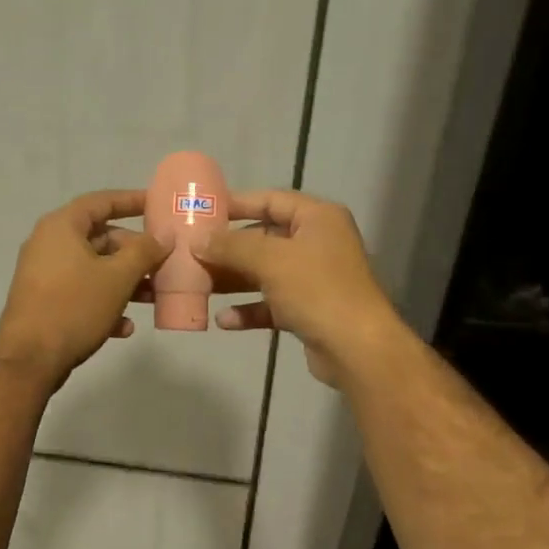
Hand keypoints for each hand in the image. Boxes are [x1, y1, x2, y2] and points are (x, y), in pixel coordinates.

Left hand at [0, 190, 170, 389]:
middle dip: (134, 252)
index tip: (157, 204)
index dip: (131, 201)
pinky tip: (124, 327)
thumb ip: (144, 252)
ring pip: (93, 269)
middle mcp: (49, 244)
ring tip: (152, 297)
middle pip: (100, 238)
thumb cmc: (75, 307)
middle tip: (162, 262)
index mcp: (62, 227)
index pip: (101, 201)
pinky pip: (80, 293)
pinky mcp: (44, 302)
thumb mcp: (117, 277)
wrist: (30, 358)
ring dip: (124, 281)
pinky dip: (104, 303)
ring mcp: (44, 275)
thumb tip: (164, 236)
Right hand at [194, 190, 406, 387]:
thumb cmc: (317, 290)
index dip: (237, 204)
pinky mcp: (309, 310)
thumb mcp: (270, 260)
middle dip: (229, 248)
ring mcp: (315, 278)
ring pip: (265, 273)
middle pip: (265, 238)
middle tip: (192, 252)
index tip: (203, 212)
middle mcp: (318, 243)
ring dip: (234, 280)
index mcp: (318, 218)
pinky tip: (224, 321)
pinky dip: (250, 309)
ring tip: (199, 285)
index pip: (271, 200)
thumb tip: (198, 240)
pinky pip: (272, 303)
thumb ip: (231, 246)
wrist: (356, 348)